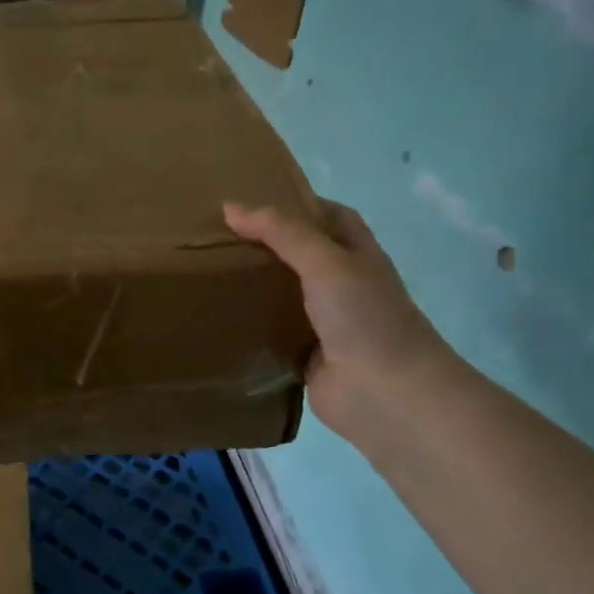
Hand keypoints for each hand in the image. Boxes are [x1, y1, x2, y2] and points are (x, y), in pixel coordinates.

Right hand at [224, 200, 452, 434]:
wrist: (385, 393)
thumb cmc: (364, 317)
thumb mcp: (325, 261)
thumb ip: (281, 232)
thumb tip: (230, 207)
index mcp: (357, 256)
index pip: (331, 217)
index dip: (299, 204)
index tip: (253, 201)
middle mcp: (343, 286)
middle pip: (302, 255)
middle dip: (267, 244)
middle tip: (218, 235)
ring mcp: (325, 323)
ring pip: (284, 294)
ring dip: (256, 285)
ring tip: (208, 270)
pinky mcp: (305, 355)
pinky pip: (273, 332)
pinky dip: (251, 325)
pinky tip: (218, 316)